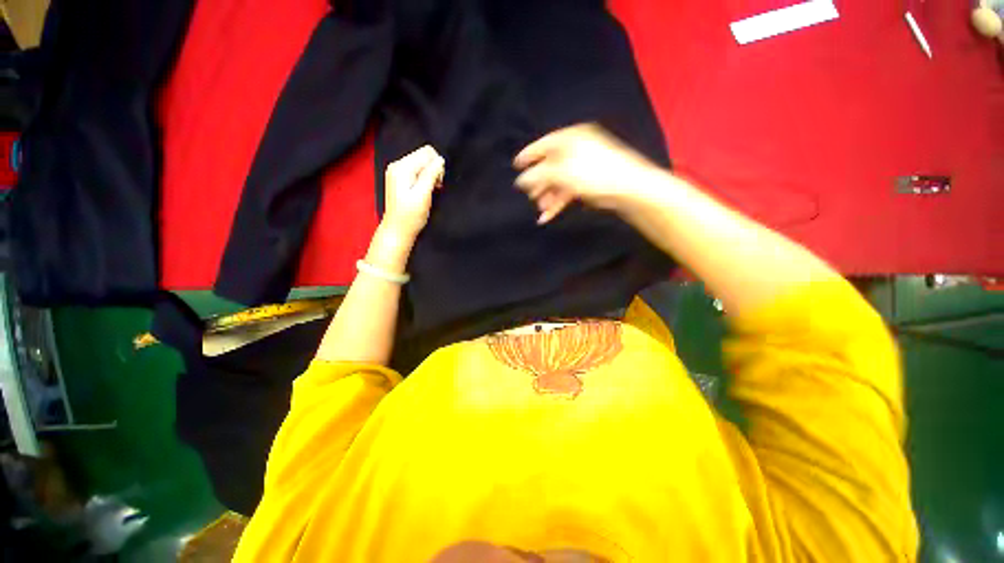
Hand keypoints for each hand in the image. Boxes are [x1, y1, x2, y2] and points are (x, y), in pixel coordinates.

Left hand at [383, 145, 445, 238]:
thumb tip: (440, 159)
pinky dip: (425, 179)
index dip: (437, 166)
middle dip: (434, 170)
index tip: (438, 183)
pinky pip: (417, 171)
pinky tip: (425, 191)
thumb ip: (430, 175)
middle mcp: (397, 165)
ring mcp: (397, 172)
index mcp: (401, 167)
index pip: (426, 152)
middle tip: (435, 188)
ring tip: (430, 191)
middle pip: (423, 156)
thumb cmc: (410, 216)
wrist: (397, 231)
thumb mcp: (423, 195)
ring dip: (431, 175)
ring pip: (422, 163)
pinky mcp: (400, 179)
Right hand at [514, 123, 655, 223]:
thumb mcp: (561, 173)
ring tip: (540, 210)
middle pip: (550, 166)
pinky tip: (548, 215)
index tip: (515, 165)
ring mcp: (583, 166)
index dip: (528, 155)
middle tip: (530, 197)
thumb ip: (538, 176)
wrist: (628, 187)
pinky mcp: (589, 182)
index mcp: (570, 138)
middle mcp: (576, 150)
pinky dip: (558, 202)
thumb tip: (521, 180)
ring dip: (547, 196)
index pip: (543, 144)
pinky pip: (567, 191)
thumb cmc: (594, 173)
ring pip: (558, 181)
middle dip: (538, 184)